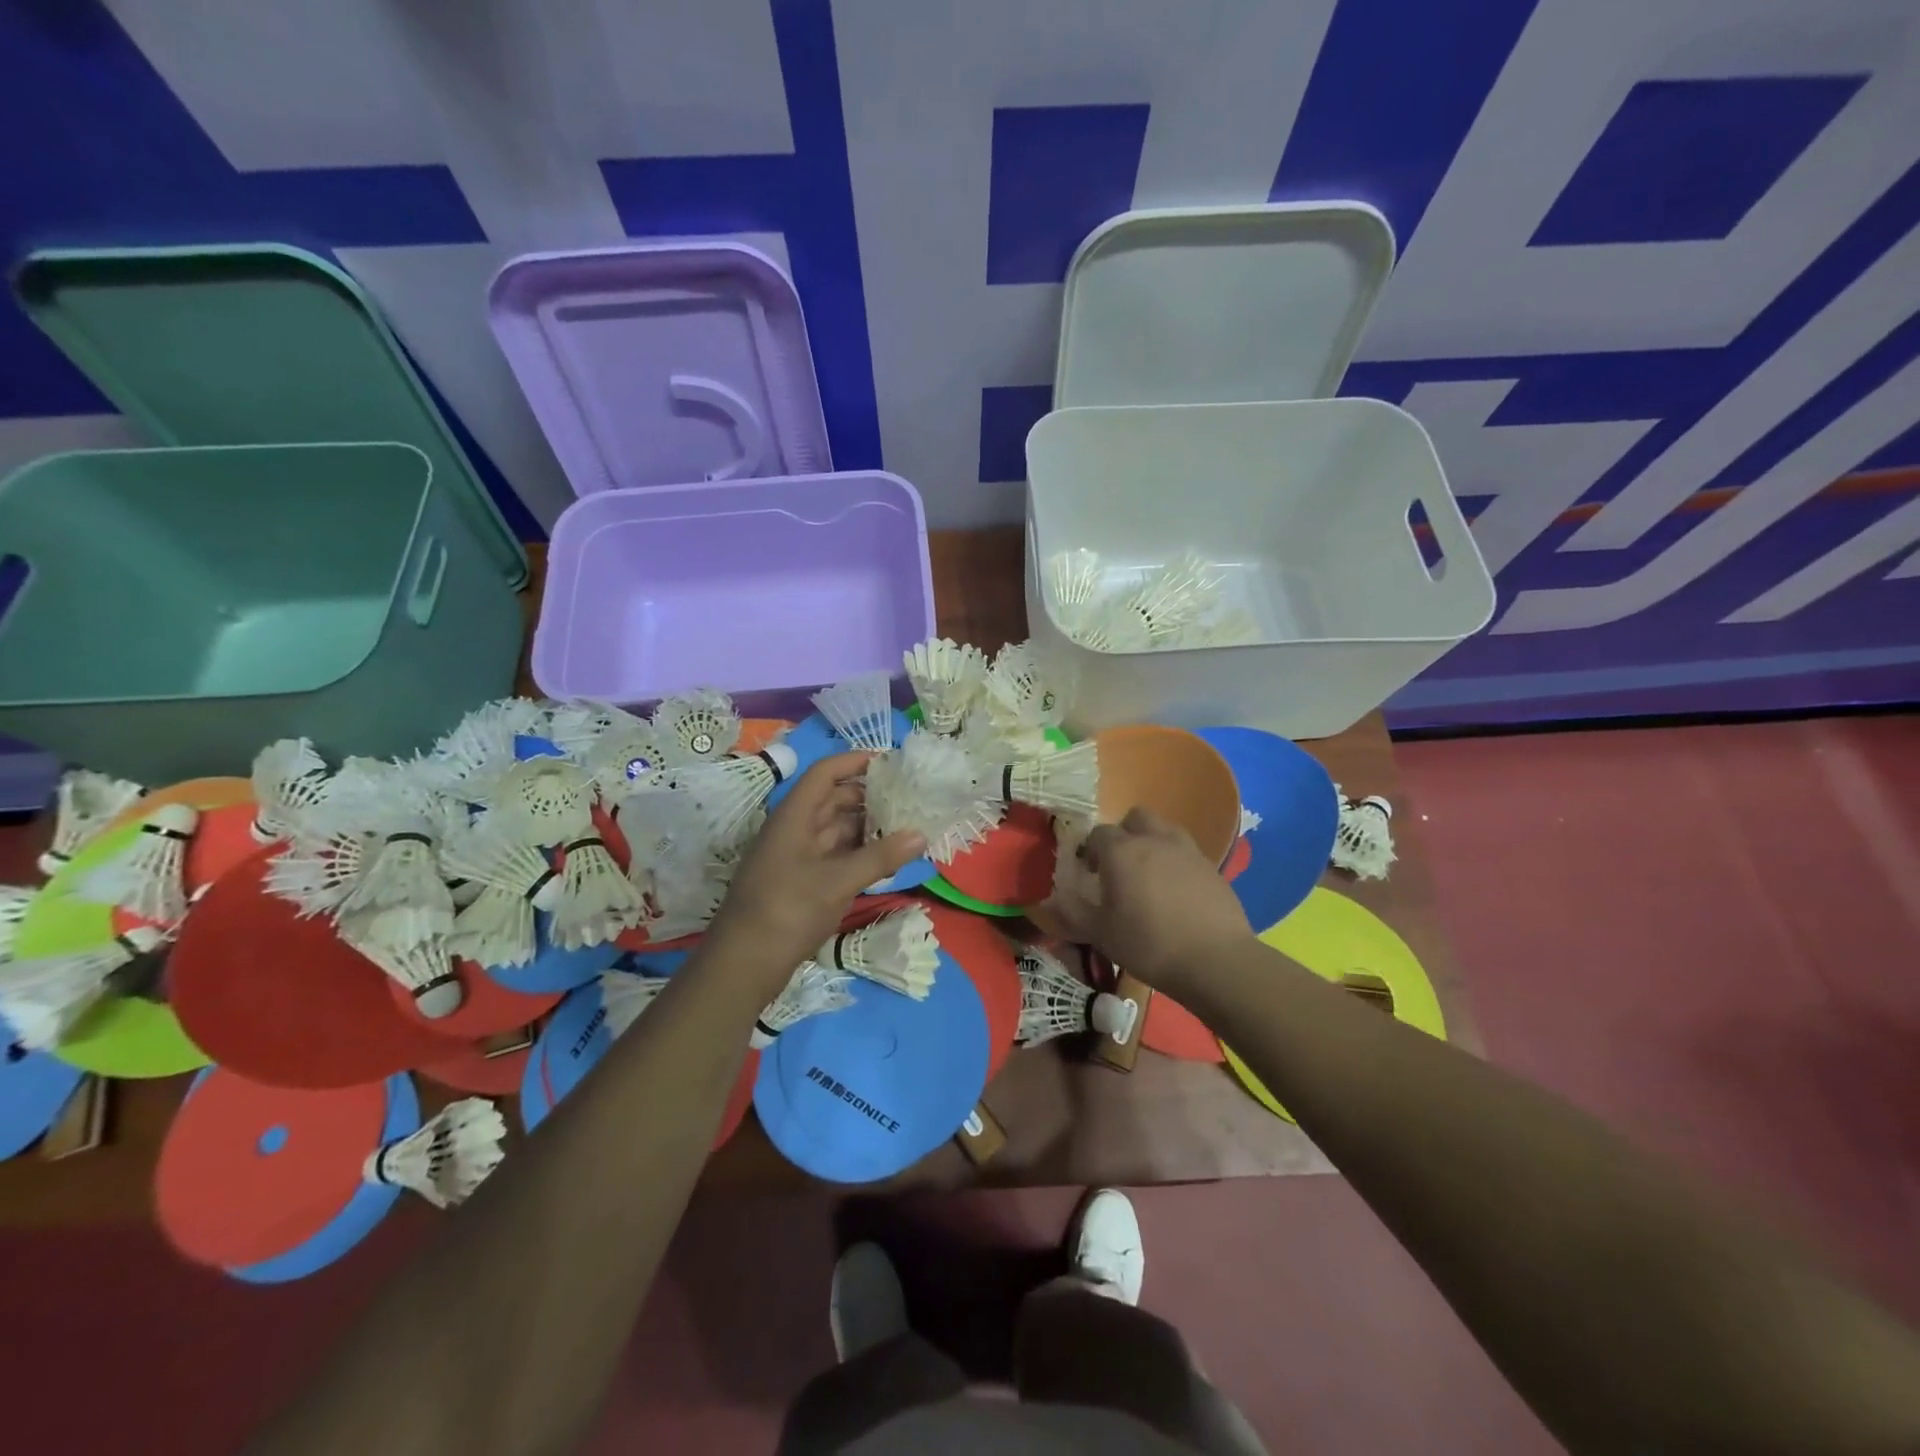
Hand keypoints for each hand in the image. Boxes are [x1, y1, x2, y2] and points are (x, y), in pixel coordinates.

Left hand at [702, 753, 924, 996]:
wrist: (744, 964)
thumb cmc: (787, 911)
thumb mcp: (838, 881)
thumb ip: (880, 857)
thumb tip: (921, 834)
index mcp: (794, 817)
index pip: (825, 774)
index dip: (854, 762)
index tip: (890, 761)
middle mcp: (795, 830)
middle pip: (833, 800)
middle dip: (868, 796)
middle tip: (907, 797)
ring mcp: (797, 857)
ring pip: (836, 830)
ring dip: (867, 826)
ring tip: (905, 824)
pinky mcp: (802, 882)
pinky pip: (835, 856)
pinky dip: (859, 853)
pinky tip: (886, 858)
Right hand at [1039, 807, 1252, 992]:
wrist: (1216, 960)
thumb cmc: (1148, 944)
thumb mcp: (1100, 933)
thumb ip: (1072, 911)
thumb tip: (1049, 900)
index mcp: (1121, 850)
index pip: (1097, 833)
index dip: (1089, 850)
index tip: (1088, 874)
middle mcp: (1154, 839)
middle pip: (1135, 817)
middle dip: (1124, 834)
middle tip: (1119, 865)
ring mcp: (1187, 850)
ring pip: (1164, 830)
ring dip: (1152, 843)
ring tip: (1149, 875)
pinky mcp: (1212, 866)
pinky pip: (1186, 852)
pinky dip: (1176, 862)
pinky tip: (1176, 893)